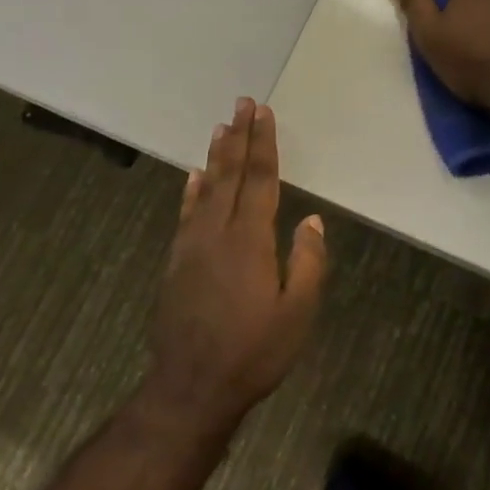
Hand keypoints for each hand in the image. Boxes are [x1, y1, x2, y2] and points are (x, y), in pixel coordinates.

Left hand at [146, 99, 327, 430]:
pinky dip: (191, 190)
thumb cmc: (253, 352)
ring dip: (216, 156)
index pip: (260, 180)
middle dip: (239, 136)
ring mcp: (192, 245)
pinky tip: (194, 176)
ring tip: (221, 127)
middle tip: (242, 103)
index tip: (263, 113)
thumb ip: (307, 263)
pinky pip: (186, 213)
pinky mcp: (177, 261)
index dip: (263, 144)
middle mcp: (218, 232)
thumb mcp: (296, 314)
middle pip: (230, 174)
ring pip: (206, 188)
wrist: (191, 386)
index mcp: (250, 240)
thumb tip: (312, 220)